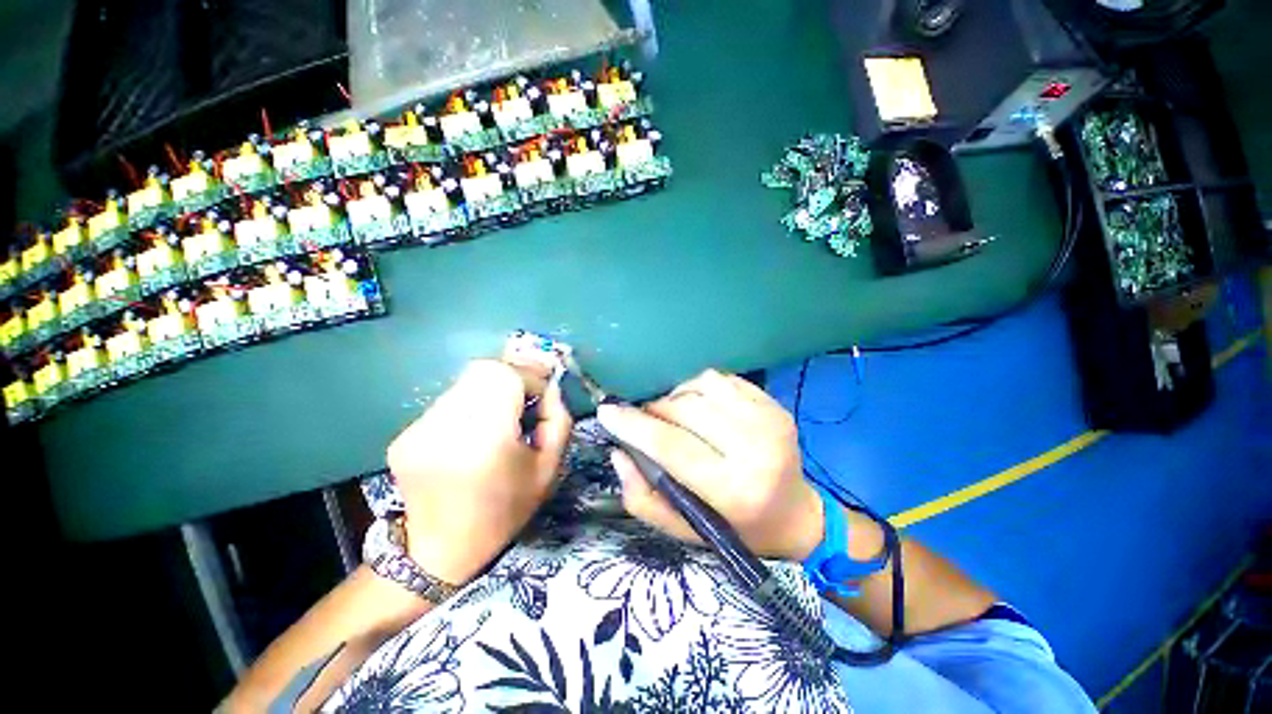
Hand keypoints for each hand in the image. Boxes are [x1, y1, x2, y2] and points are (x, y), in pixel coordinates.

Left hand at [385, 359, 572, 584]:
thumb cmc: (505, 511)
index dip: (529, 378)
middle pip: (483, 371)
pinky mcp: (404, 435)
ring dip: (490, 392)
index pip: (506, 375)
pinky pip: (448, 402)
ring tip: (498, 422)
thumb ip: (558, 421)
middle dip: (511, 378)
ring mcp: (418, 430)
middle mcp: (445, 427)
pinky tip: (471, 436)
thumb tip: (550, 389)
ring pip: (465, 383)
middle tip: (523, 402)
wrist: (439, 551)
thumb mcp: (549, 469)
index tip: (540, 397)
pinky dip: (468, 407)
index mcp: (486, 439)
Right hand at [597, 369, 823, 560]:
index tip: (606, 412)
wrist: (795, 514)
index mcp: (734, 489)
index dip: (634, 425)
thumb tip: (618, 451)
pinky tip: (699, 406)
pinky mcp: (773, 403)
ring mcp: (769, 419)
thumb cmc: (735, 528)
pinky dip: (698, 387)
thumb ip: (643, 496)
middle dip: (652, 410)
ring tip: (673, 414)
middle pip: (684, 409)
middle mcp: (756, 448)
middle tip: (642, 420)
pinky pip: (720, 379)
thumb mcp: (683, 530)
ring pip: (700, 385)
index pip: (671, 446)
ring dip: (675, 396)